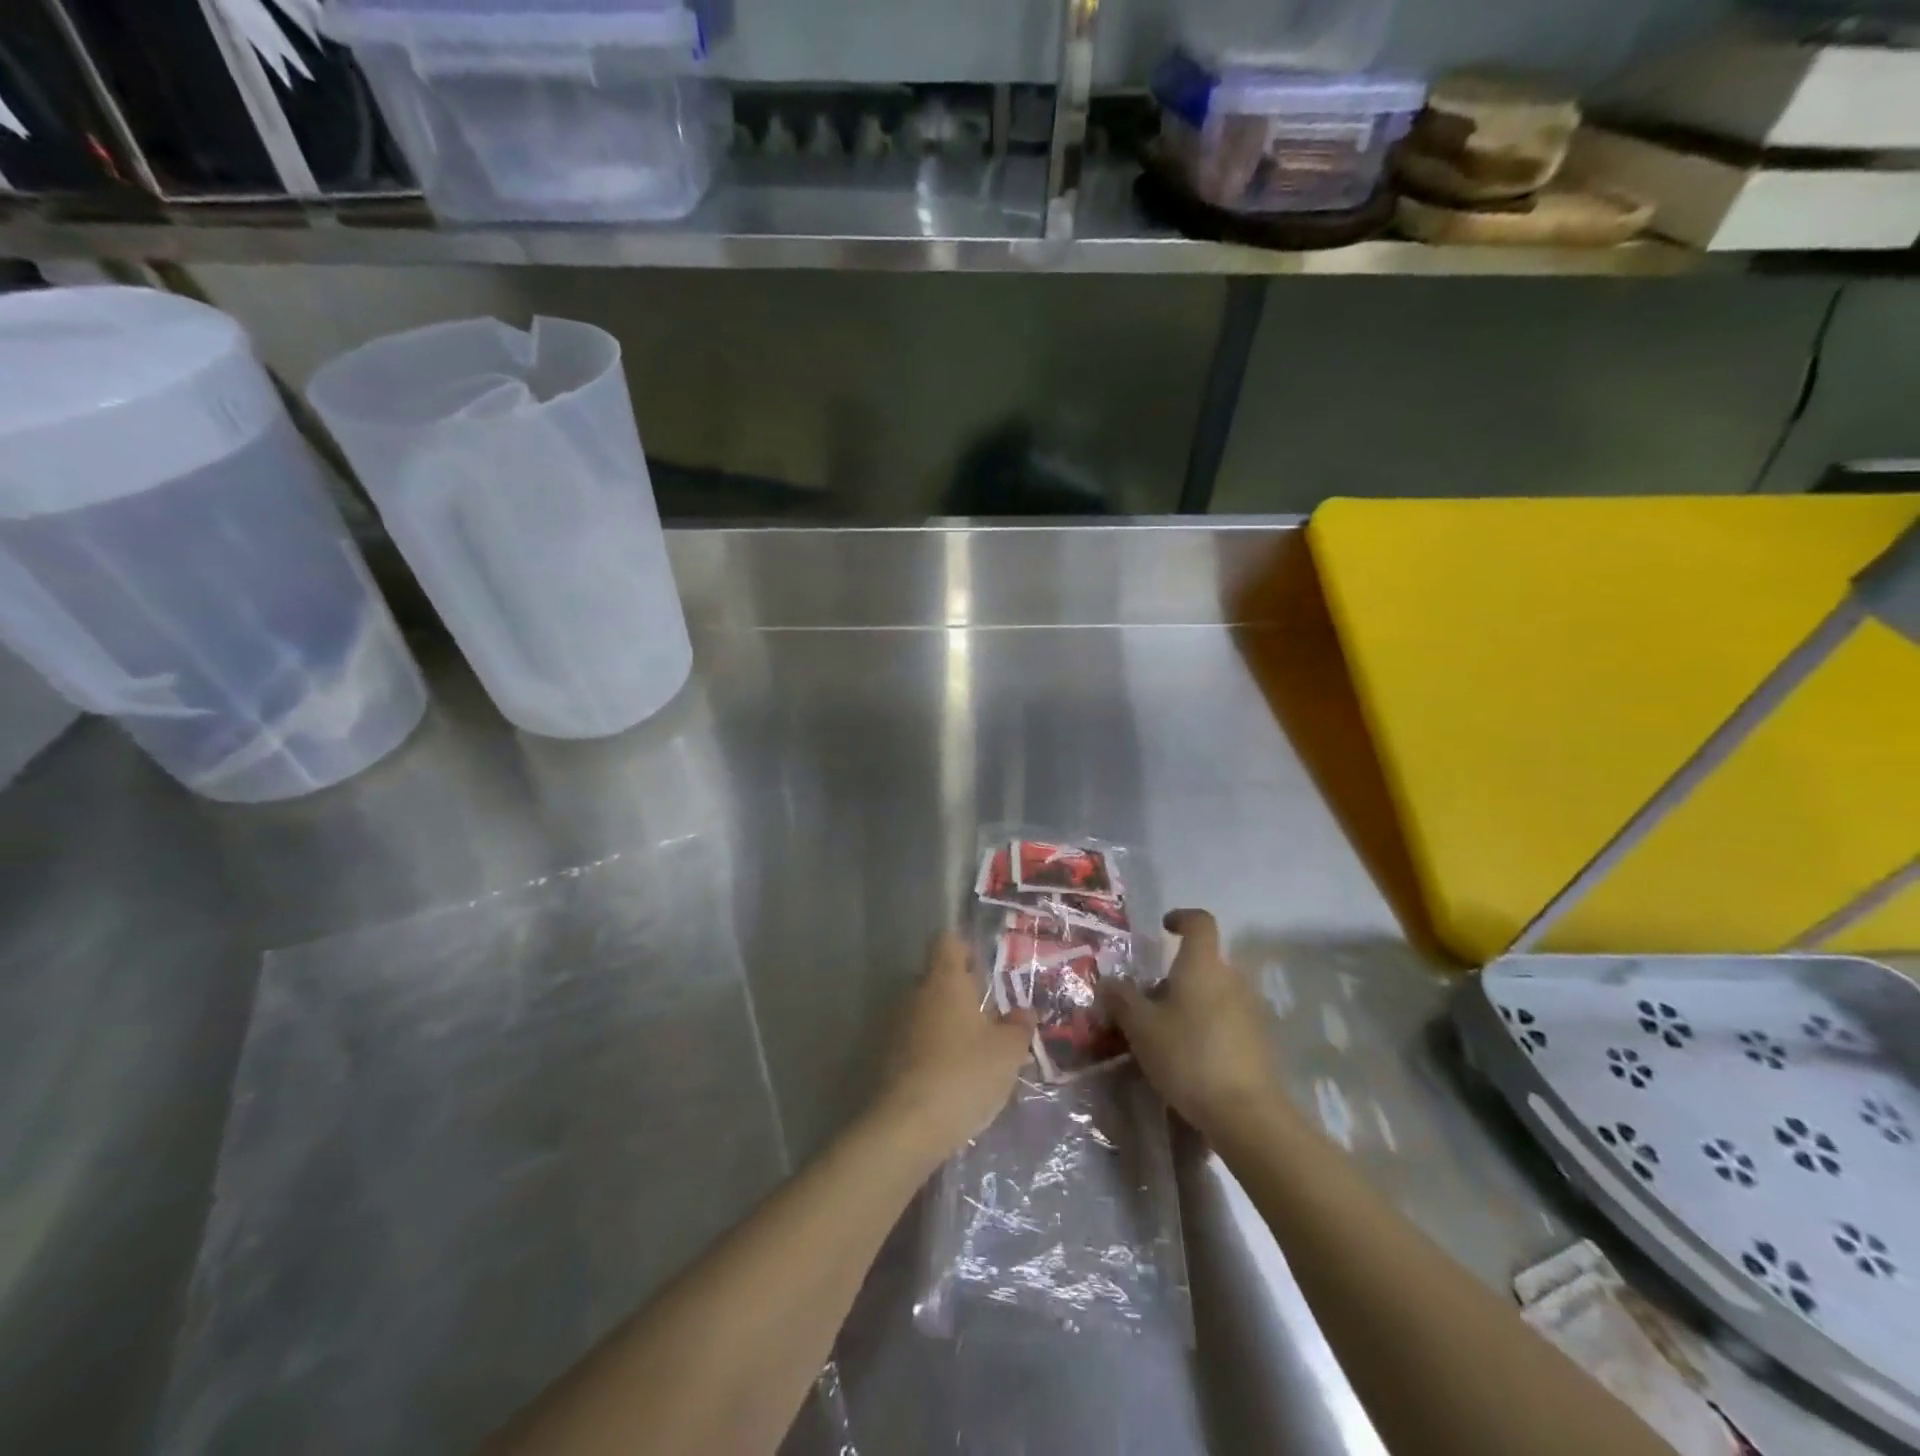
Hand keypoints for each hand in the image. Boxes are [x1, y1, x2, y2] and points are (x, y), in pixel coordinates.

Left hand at [873, 931, 1034, 1160]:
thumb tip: (1024, 1012)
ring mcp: (897, 1025)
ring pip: (927, 1011)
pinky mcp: (887, 1056)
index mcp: (945, 981)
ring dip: (947, 1025)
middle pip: (938, 978)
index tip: (985, 971)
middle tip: (989, 1018)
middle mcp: (916, 993)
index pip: (949, 942)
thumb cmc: (965, 1074)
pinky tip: (952, 1078)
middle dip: (961, 994)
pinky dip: (932, 1051)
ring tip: (974, 1054)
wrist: (908, 1126)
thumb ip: (1019, 1027)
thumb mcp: (1008, 1052)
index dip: (967, 950)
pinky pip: (915, 1040)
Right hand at [1104, 909, 1285, 1138]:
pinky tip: (1191, 1057)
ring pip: (1216, 992)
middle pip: (1204, 963)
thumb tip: (1108, 982)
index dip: (1181, 918)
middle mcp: (1232, 978)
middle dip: (1177, 976)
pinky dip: (1209, 1026)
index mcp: (1202, 965)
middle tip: (1150, 1002)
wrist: (1246, 1113)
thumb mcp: (1140, 1027)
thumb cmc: (1187, 1056)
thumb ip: (1122, 999)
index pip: (1200, 922)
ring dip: (1193, 1003)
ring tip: (1167, 1034)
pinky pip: (1229, 1019)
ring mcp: (1251, 1010)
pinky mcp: (1261, 1040)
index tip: (1164, 928)